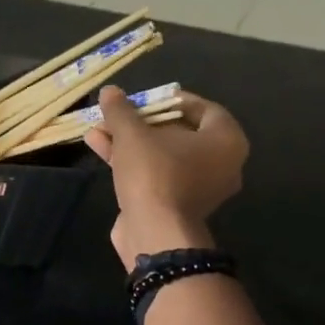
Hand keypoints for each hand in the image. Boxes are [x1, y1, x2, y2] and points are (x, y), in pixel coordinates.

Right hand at [85, 86, 248, 269]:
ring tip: (98, 128)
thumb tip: (110, 91)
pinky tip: (99, 147)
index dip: (172, 99)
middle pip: (179, 132)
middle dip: (142, 122)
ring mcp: (199, 188)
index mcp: (226, 141)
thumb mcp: (133, 134)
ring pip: (162, 155)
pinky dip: (132, 161)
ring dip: (130, 141)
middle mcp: (221, 164)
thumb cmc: (155, 173)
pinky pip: (156, 174)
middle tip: (118, 114)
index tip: (145, 98)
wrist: (154, 232)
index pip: (204, 109)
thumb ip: (121, 110)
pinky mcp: (177, 205)